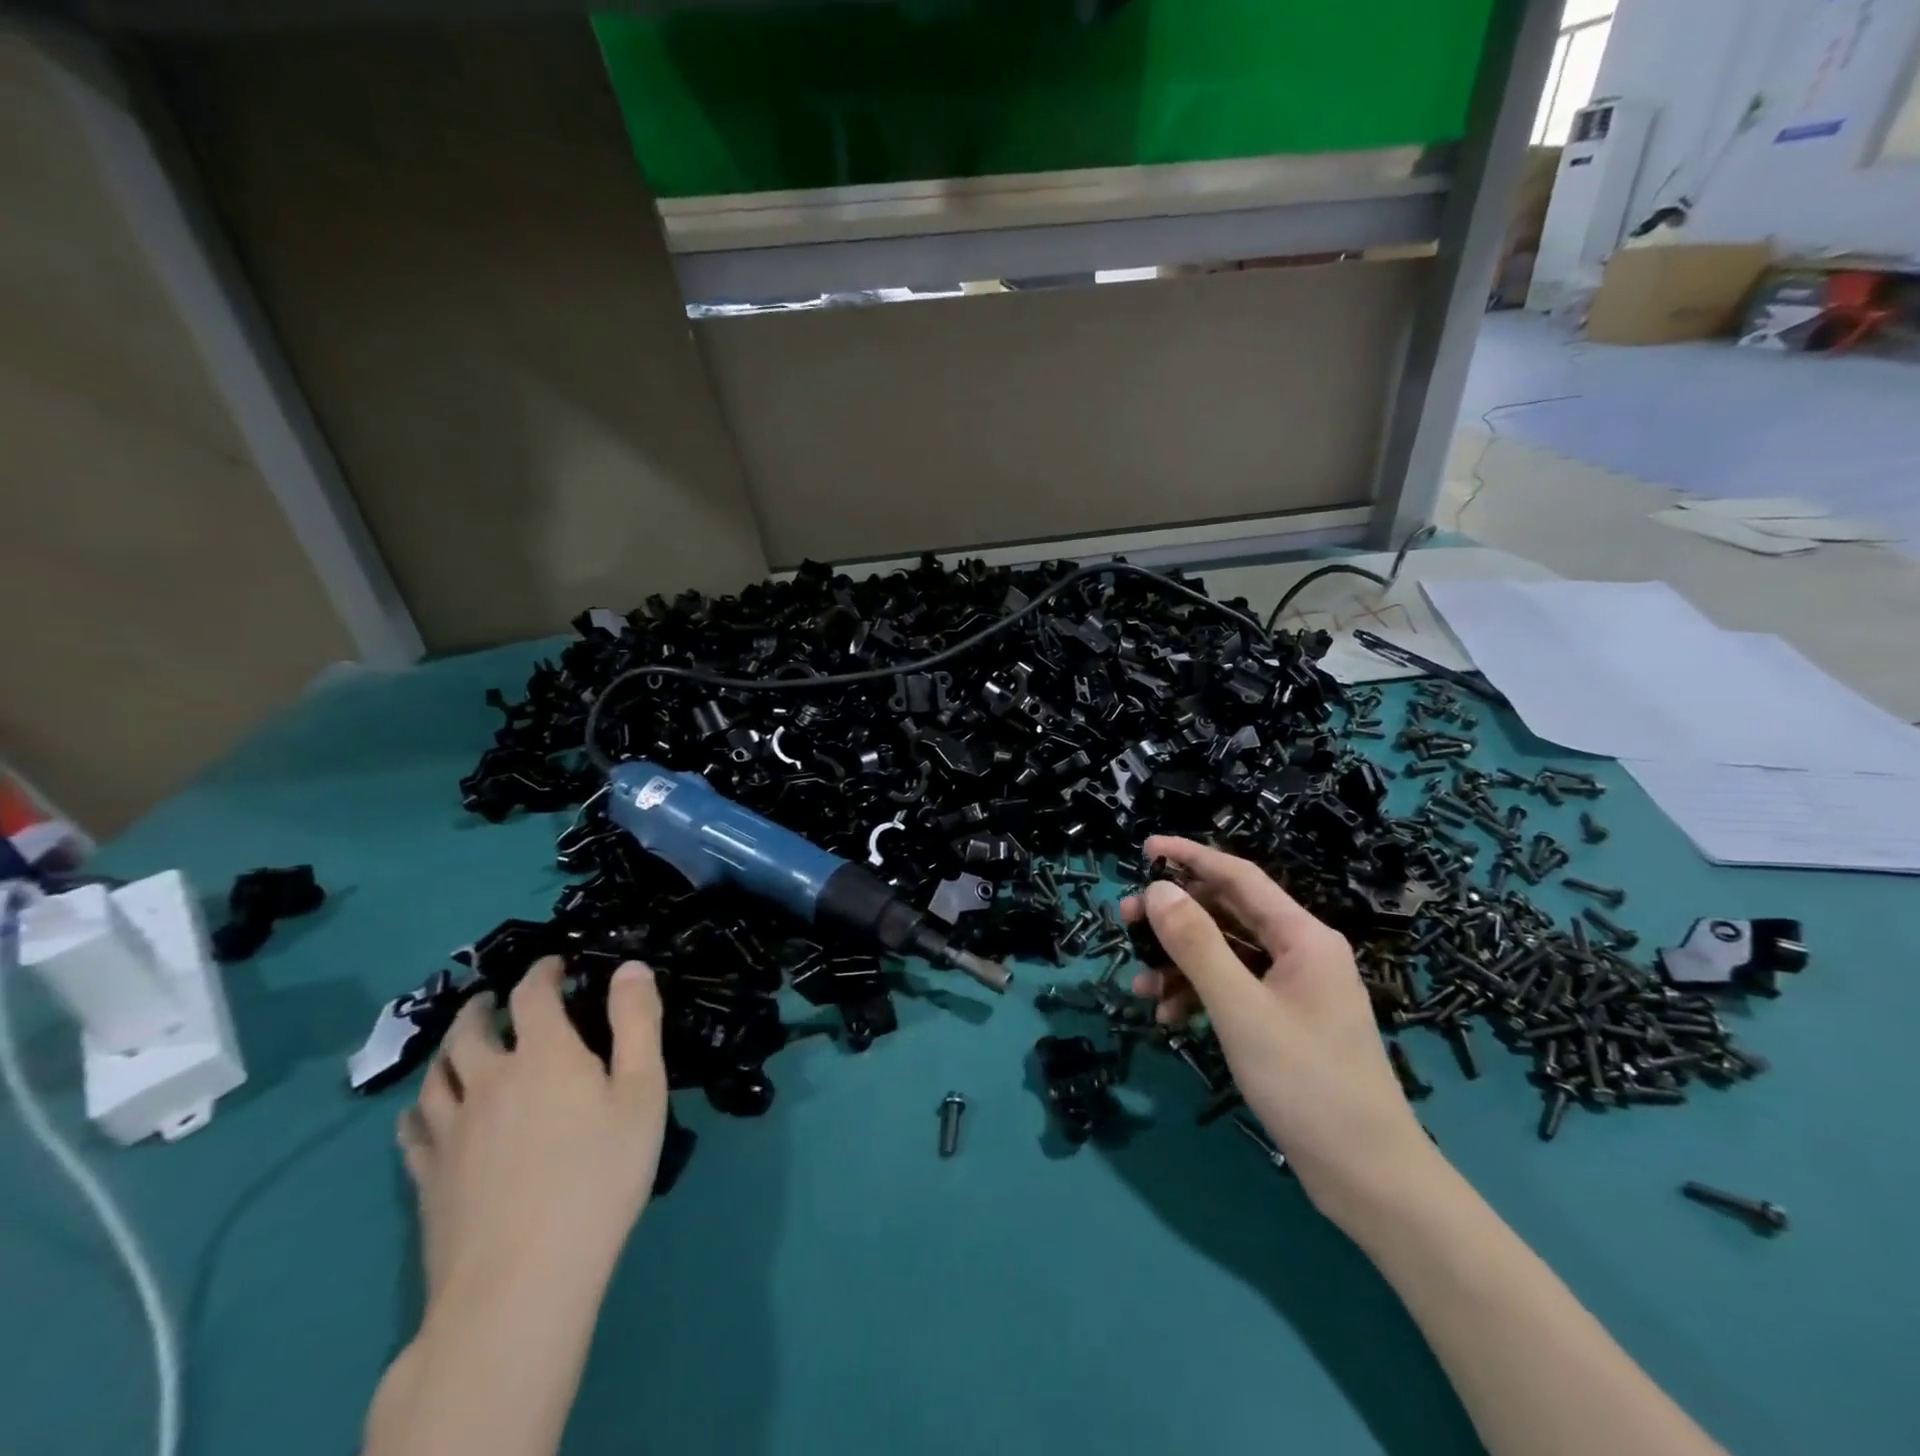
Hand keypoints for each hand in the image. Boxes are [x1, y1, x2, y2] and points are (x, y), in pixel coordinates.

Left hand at [398, 957, 668, 1305]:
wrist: (522, 1281)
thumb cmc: (600, 1176)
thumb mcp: (642, 1092)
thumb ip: (637, 1022)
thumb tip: (628, 966)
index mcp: (543, 1055)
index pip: (533, 993)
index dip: (543, 971)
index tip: (556, 965)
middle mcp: (488, 1081)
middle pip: (471, 1029)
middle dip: (486, 1005)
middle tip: (497, 1000)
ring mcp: (450, 1131)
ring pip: (436, 1074)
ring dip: (450, 1048)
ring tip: (462, 1044)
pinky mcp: (427, 1178)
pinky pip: (412, 1128)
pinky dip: (419, 1106)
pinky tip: (424, 1112)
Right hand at [1124, 837, 1432, 1213]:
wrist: (1368, 1178)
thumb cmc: (1306, 1084)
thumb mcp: (1241, 1010)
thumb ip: (1197, 946)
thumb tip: (1158, 891)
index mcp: (1303, 937)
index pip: (1239, 877)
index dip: (1191, 857)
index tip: (1146, 849)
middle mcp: (1301, 953)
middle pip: (1228, 914)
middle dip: (1176, 917)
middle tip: (1126, 922)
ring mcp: (1294, 989)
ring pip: (1225, 955)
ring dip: (1180, 964)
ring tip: (1139, 985)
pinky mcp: (1284, 1021)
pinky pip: (1233, 989)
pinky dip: (1198, 995)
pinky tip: (1170, 1017)